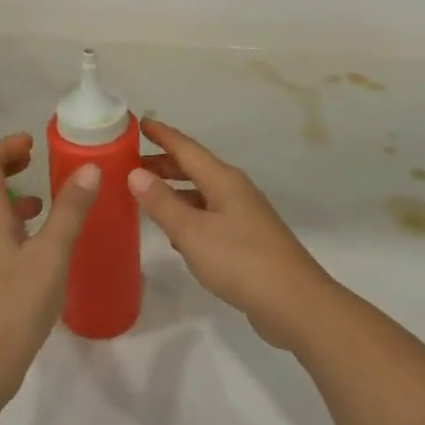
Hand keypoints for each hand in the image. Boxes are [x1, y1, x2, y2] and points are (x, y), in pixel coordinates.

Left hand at [0, 133, 98, 407]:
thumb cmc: (14, 306)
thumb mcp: (52, 254)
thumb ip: (70, 210)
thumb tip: (90, 167)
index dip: (6, 147)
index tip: (33, 142)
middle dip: (0, 164)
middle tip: (31, 161)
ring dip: (3, 193)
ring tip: (40, 200)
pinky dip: (5, 221)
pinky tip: (34, 243)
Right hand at [129, 118, 335, 350]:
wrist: (294, 303)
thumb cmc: (240, 260)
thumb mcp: (193, 232)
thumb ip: (162, 203)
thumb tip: (136, 172)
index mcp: (223, 180)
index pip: (186, 148)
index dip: (162, 134)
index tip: (139, 122)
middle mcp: (235, 191)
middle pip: (194, 169)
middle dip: (164, 163)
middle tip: (130, 163)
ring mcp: (243, 216)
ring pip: (202, 194)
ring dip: (175, 192)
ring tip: (146, 196)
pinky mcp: (247, 241)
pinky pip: (210, 217)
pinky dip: (189, 217)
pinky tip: (175, 235)